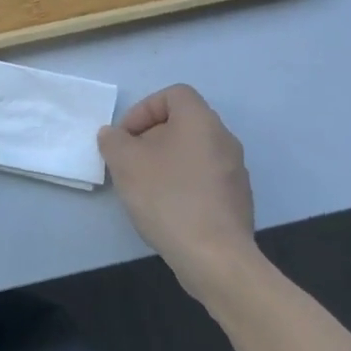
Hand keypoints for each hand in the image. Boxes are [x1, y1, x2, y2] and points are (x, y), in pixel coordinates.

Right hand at [98, 85, 264, 304]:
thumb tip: (114, 135)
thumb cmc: (167, 197)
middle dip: (150, 138)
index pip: (174, 94)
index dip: (144, 109)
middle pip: (182, 123)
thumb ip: (113, 141)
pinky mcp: (237, 200)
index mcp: (201, 122)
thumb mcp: (125, 163)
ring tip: (143, 187)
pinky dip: (181, 184)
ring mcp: (235, 172)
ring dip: (164, 162)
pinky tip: (166, 209)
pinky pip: (203, 178)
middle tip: (129, 162)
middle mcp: (224, 140)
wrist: (214, 256)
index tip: (126, 137)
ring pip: (192, 152)